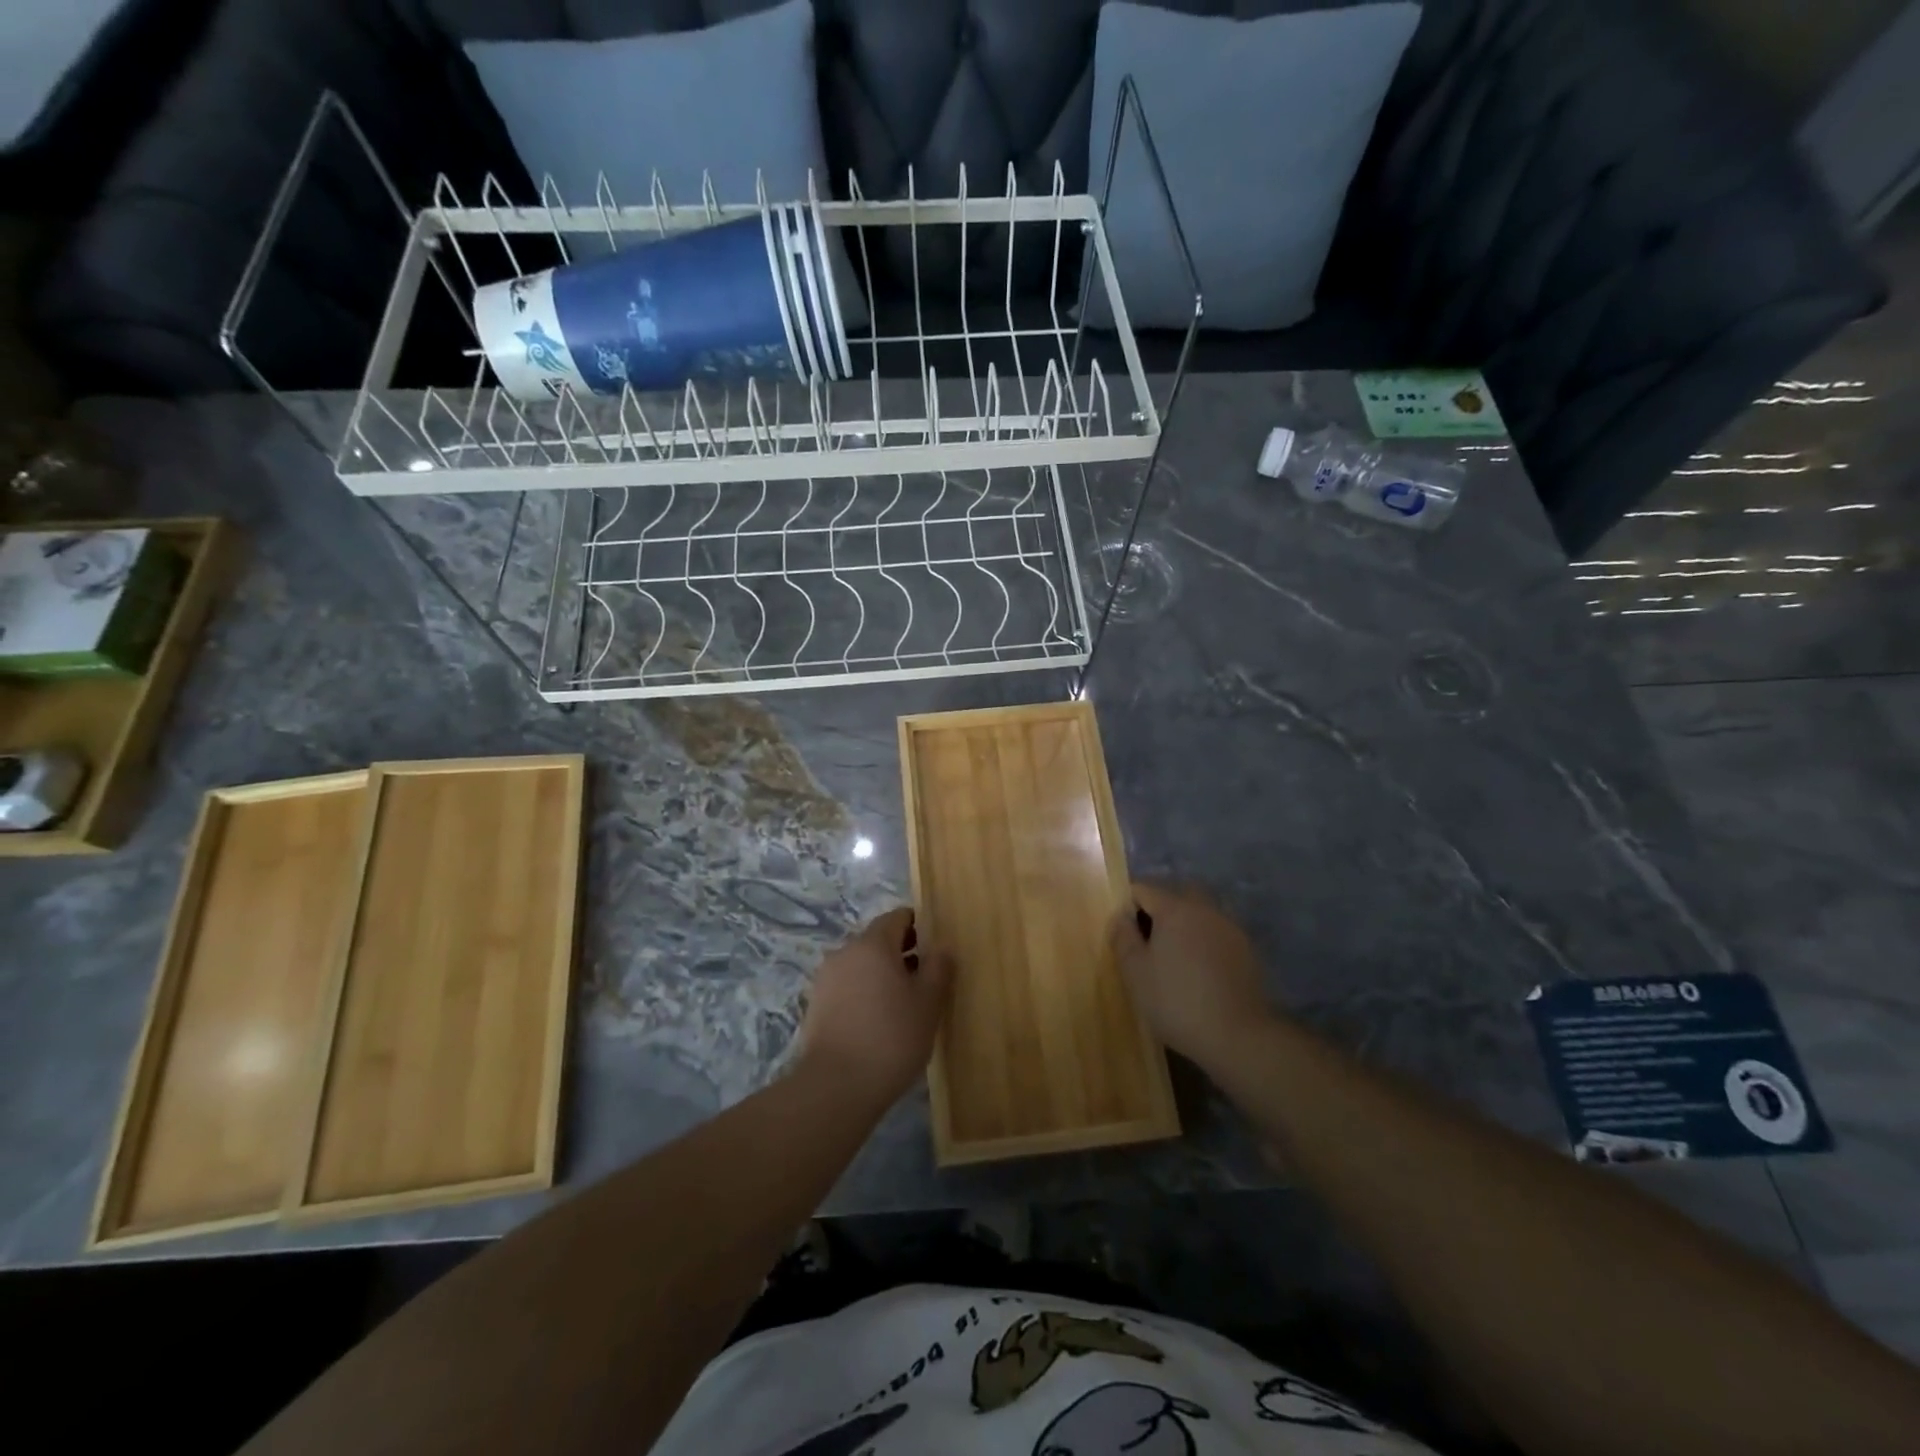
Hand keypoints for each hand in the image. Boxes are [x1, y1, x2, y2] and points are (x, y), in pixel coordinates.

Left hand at [798, 907, 953, 1106]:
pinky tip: (879, 1023)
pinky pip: (847, 988)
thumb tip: (941, 947)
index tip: (936, 947)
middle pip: (878, 941)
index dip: (919, 926)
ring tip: (904, 1006)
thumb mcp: (928, 1002)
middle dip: (903, 953)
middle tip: (926, 980)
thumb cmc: (891, 1037)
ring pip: (862, 966)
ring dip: (882, 976)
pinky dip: (865, 995)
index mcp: (873, 944)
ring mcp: (826, 979)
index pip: (897, 917)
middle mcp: (845, 952)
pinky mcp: (816, 1006)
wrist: (836, 1087)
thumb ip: (939, 968)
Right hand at [1109, 883, 1274, 1072]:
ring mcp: (1229, 927)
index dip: (1127, 908)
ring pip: (1199, 914)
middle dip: (1158, 912)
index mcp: (1175, 908)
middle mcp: (1205, 908)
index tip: (1125, 938)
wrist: (1238, 1036)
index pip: (1143, 889)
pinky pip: (1216, 933)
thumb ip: (1123, 936)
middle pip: (1174, 896)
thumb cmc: (1177, 1001)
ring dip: (1183, 927)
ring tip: (1175, 961)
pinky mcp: (1247, 949)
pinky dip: (1204, 943)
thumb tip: (1121, 915)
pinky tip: (1200, 973)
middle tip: (1148, 945)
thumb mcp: (1135, 972)